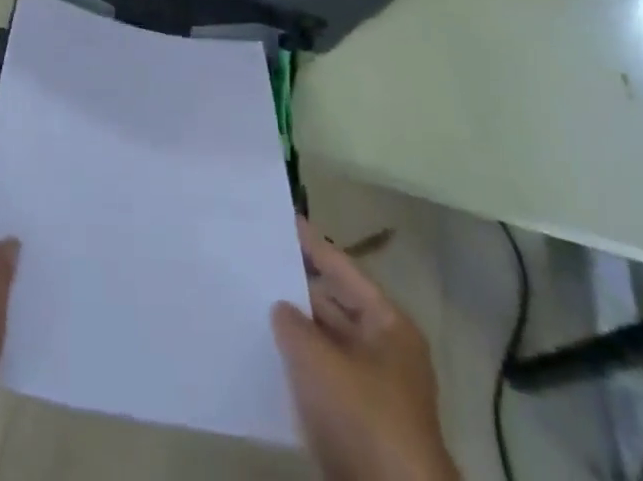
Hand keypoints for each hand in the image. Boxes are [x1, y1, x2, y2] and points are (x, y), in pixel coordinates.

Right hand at [273, 218, 458, 480]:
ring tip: (252, 302)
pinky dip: (299, 366)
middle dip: (297, 288)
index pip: (343, 269)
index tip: (282, 218)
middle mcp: (386, 350)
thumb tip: (280, 308)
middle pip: (335, 305)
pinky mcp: (359, 424)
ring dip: (295, 330)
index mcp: (389, 324)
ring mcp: (374, 389)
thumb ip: (292, 322)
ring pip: (327, 344)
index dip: (311, 243)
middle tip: (256, 260)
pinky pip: (323, 379)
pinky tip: (266, 354)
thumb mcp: (317, 359)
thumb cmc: (362, 414)